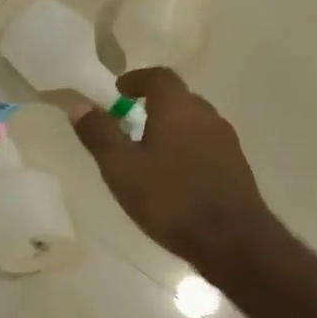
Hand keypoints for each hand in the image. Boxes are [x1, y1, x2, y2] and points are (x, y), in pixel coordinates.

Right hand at [70, 67, 281, 278]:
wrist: (232, 240)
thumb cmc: (169, 198)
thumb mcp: (121, 168)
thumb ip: (100, 134)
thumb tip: (80, 106)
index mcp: (178, 108)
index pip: (159, 76)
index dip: (137, 79)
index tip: (119, 90)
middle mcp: (207, 116)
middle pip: (179, 98)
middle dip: (153, 104)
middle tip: (129, 120)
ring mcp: (226, 142)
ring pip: (194, 123)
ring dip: (171, 128)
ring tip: (148, 150)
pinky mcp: (236, 167)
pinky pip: (205, 146)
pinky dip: (186, 149)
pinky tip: (173, 176)